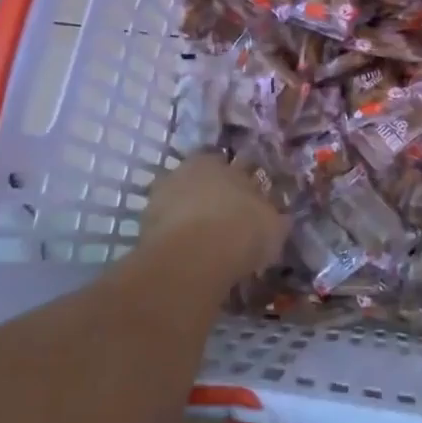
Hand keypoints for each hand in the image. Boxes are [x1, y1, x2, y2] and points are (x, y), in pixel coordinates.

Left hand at [141, 154, 287, 279]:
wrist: (192, 261)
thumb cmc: (240, 229)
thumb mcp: (274, 224)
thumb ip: (274, 216)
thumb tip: (278, 217)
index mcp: (214, 161)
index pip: (228, 164)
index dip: (241, 183)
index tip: (250, 202)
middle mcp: (183, 172)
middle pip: (201, 184)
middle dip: (213, 200)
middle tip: (230, 224)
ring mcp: (158, 200)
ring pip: (181, 207)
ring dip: (193, 221)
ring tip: (211, 246)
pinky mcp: (143, 230)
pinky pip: (169, 233)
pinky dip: (179, 242)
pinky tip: (195, 259)